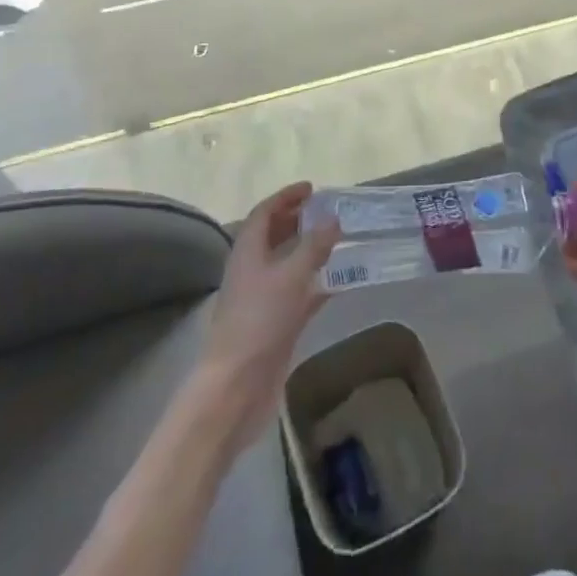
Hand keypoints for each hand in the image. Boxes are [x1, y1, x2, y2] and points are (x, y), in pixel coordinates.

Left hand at [195, 182, 339, 451]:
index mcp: (248, 252)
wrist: (237, 387)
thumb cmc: (259, 322)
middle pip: (273, 236)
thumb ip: (314, 246)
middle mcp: (252, 271)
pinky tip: (339, 281)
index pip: (264, 214)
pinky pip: (299, 293)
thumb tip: (333, 218)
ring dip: (309, 250)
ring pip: (287, 264)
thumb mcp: (290, 276)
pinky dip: (316, 282)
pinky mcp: (275, 324)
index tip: (311, 188)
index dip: (285, 197)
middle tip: (326, 212)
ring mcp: (263, 299)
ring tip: (338, 240)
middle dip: (297, 220)